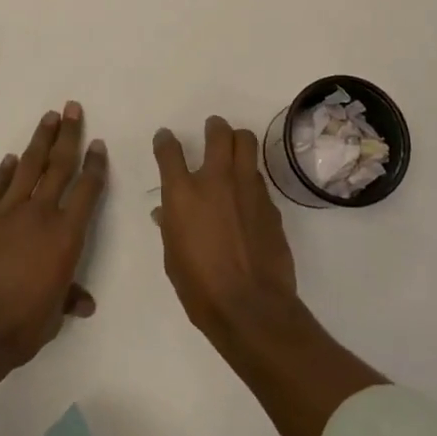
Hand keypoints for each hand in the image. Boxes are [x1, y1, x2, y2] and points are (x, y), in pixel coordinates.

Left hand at [0, 102, 107, 367]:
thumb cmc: (21, 326)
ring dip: (39, 141)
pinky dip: (3, 172)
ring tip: (48, 117)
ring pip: (27, 167)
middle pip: (58, 165)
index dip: (94, 164)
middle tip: (72, 108)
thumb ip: (68, 298)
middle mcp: (39, 214)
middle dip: (68, 135)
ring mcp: (6, 213)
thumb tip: (84, 302)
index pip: (87, 189)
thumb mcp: (53, 316)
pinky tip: (9, 159)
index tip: (97, 143)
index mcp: (65, 235)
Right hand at [153, 115, 384, 435]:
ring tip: (234, 151)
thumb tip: (167, 212)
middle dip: (214, 127)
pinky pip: (259, 177)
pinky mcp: (270, 203)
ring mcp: (247, 188)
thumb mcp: (173, 258)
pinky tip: (248, 195)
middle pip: (219, 133)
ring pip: (246, 144)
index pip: (170, 151)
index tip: (166, 139)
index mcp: (183, 193)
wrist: (251, 308)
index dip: (166, 141)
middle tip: (213, 131)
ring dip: (238, 143)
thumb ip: (171, 226)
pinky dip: (251, 177)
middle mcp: (216, 180)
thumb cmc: (200, 288)